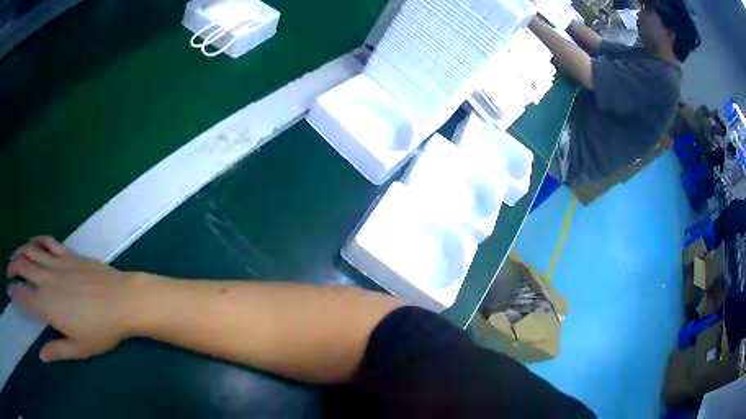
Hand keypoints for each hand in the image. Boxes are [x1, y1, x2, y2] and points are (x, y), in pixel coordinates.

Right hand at [6, 237, 144, 362]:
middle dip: (12, 267)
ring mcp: (57, 262)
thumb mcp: (78, 349)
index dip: (13, 292)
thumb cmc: (101, 330)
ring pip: (31, 250)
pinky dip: (36, 240)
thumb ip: (56, 351)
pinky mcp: (68, 253)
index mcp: (46, 304)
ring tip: (14, 256)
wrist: (122, 300)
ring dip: (19, 251)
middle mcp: (46, 279)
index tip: (8, 290)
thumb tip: (41, 357)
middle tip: (8, 271)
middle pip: (22, 266)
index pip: (23, 296)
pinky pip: (48, 241)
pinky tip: (32, 243)